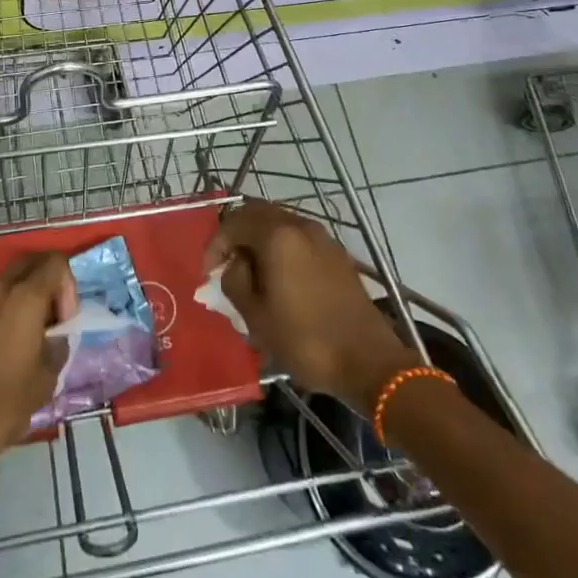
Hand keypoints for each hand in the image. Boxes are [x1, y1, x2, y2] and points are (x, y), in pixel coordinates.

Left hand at [0, 254, 76, 478]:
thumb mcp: (45, 380)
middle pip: (31, 263)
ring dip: (24, 296)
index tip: (64, 321)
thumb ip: (58, 344)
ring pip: (8, 279)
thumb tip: (55, 335)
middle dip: (48, 284)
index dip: (68, 287)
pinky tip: (2, 343)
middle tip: (50, 321)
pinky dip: (3, 307)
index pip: (55, 262)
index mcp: (23, 297)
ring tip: (27, 335)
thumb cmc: (0, 405)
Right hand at [205, 201, 417, 406]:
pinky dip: (281, 249)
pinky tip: (280, 279)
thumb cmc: (305, 339)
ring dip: (259, 241)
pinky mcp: (337, 254)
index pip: (233, 223)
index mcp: (277, 235)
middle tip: (226, 265)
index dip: (215, 245)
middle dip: (236, 236)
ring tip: (251, 274)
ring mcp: (323, 237)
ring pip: (279, 225)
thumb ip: (234, 280)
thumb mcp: (256, 316)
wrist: (369, 362)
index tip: (208, 274)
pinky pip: (298, 239)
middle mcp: (300, 225)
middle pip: (257, 214)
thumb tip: (235, 265)